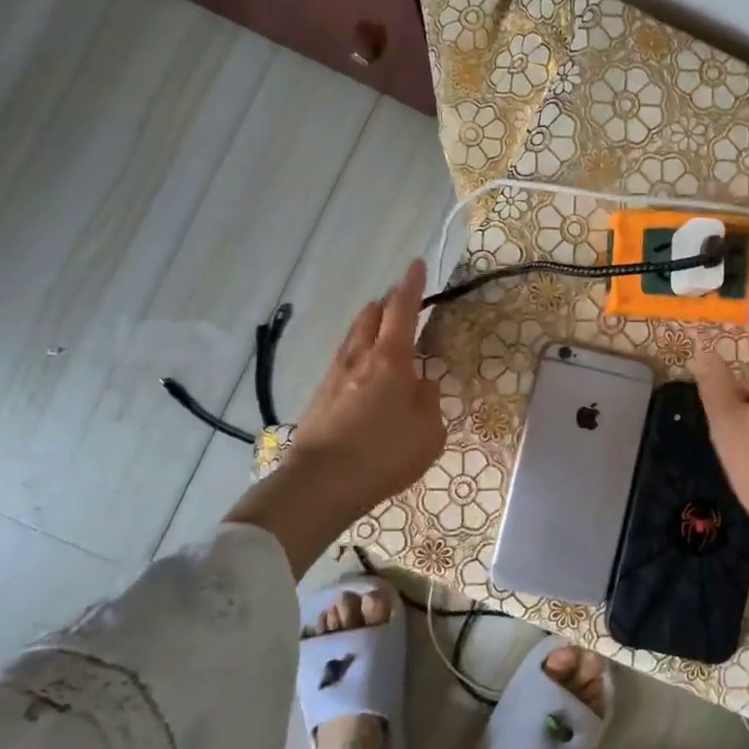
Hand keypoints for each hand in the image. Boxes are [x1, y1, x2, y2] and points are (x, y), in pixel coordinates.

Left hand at [227, 259, 446, 570]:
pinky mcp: (320, 397)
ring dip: (369, 325)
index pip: (402, 311)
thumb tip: (420, 385)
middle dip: (388, 302)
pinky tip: (361, 369)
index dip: (412, 286)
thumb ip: (428, 402)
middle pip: (371, 316)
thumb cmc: (384, 454)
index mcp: (391, 360)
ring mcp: (334, 376)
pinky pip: (343, 361)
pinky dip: (357, 354)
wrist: (321, 483)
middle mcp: (360, 358)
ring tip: (380, 327)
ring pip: (353, 337)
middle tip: (401, 299)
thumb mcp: (429, 432)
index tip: (417, 264)